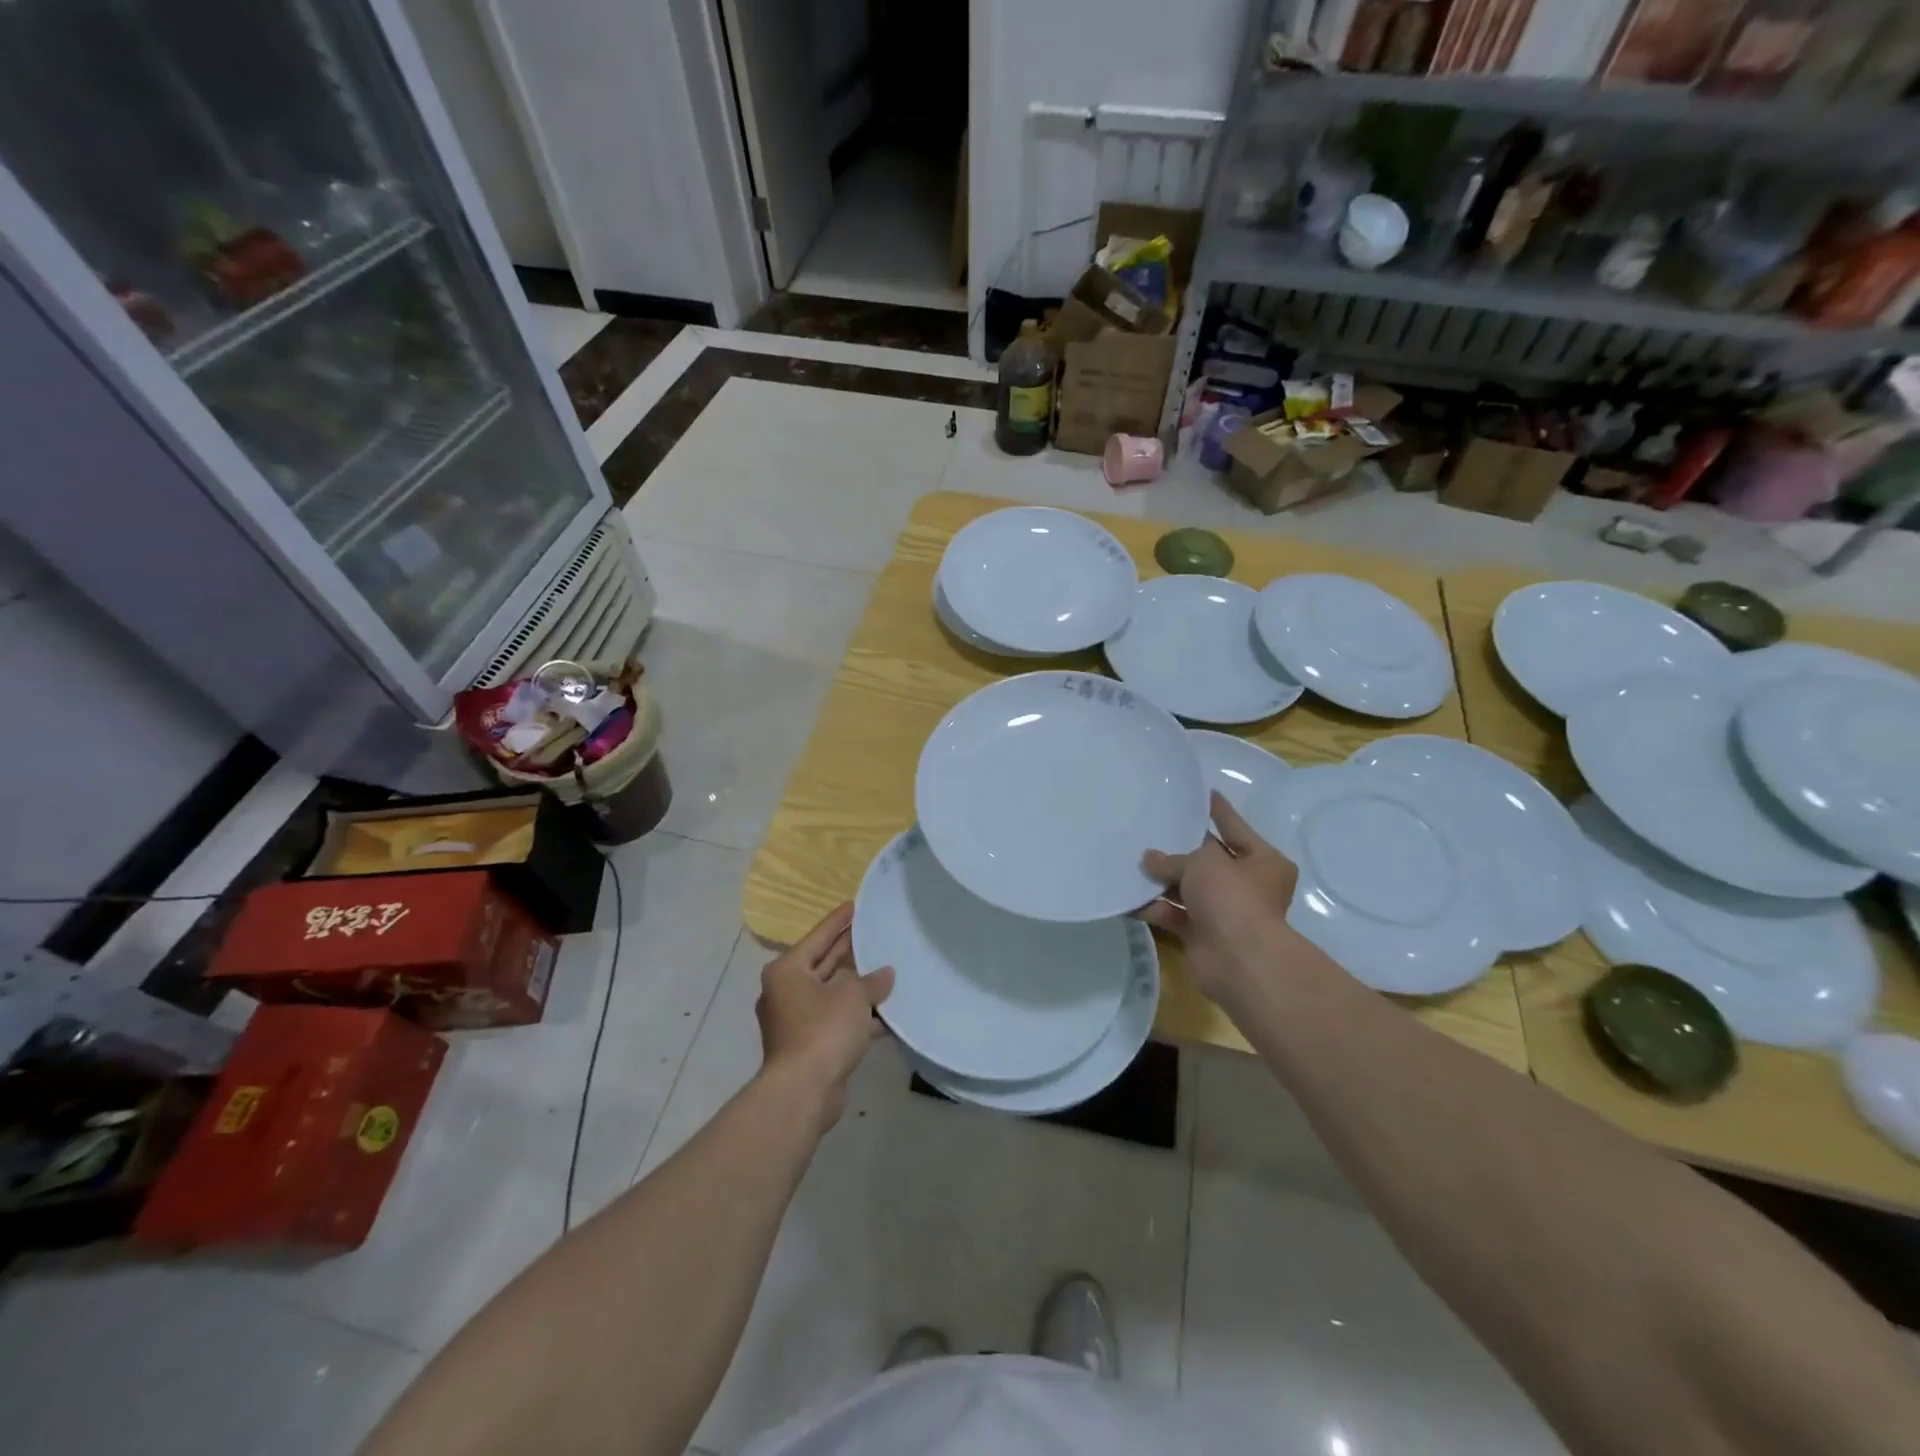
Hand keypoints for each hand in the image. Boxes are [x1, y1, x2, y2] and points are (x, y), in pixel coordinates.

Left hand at [755, 903, 894, 1130]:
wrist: (804, 1091)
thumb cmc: (823, 1030)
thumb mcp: (853, 997)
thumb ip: (871, 981)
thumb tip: (885, 974)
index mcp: (788, 970)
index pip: (818, 936)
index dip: (838, 921)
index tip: (854, 905)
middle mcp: (786, 991)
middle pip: (823, 964)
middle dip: (848, 952)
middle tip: (872, 933)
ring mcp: (796, 1020)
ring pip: (832, 994)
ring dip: (857, 988)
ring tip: (887, 970)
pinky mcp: (809, 1045)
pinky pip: (837, 1021)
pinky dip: (858, 1017)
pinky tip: (887, 1014)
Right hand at [1139, 792, 1302, 1005]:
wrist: (1238, 960)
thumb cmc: (1232, 897)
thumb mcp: (1203, 863)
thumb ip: (1173, 858)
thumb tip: (1150, 859)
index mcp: (1263, 861)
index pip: (1235, 828)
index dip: (1217, 811)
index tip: (1202, 793)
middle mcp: (1247, 885)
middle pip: (1208, 861)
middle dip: (1180, 850)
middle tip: (1152, 828)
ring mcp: (1225, 912)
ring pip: (1189, 889)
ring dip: (1162, 879)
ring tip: (1131, 861)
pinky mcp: (1203, 934)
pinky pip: (1174, 915)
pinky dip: (1155, 907)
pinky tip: (1128, 897)